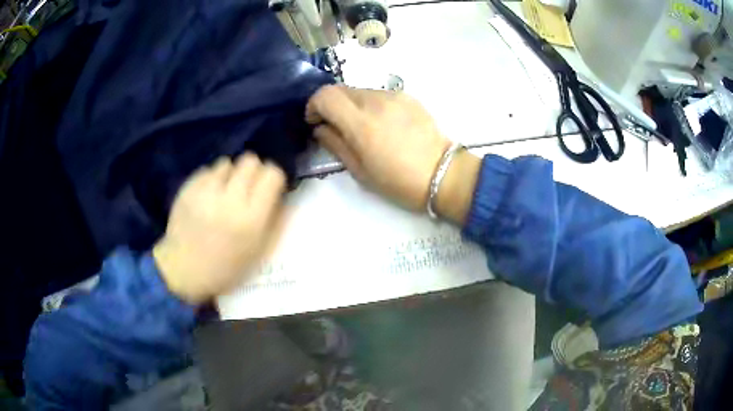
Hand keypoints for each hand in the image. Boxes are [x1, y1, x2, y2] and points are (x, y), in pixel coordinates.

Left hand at [153, 153, 286, 304]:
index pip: (272, 175)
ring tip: (225, 191)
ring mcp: (205, 193)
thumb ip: (275, 222)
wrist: (184, 270)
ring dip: (230, 174)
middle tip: (248, 185)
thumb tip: (284, 196)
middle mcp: (229, 200)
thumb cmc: (226, 268)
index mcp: (251, 219)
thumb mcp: (258, 253)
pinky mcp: (188, 189)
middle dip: (253, 170)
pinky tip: (208, 196)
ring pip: (227, 163)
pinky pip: (206, 171)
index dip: (273, 177)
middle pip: (250, 161)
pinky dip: (211, 180)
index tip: (269, 186)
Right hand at [306, 85, 480, 222]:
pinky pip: (379, 94)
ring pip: (360, 91)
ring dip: (351, 105)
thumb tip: (321, 128)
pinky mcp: (408, 96)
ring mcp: (394, 96)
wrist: (444, 173)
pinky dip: (371, 104)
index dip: (313, 105)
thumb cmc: (399, 181)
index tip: (316, 122)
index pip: (325, 95)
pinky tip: (383, 124)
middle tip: (336, 126)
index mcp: (361, 123)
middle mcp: (375, 101)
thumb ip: (336, 144)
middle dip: (331, 105)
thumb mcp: (360, 171)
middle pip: (340, 89)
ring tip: (362, 128)